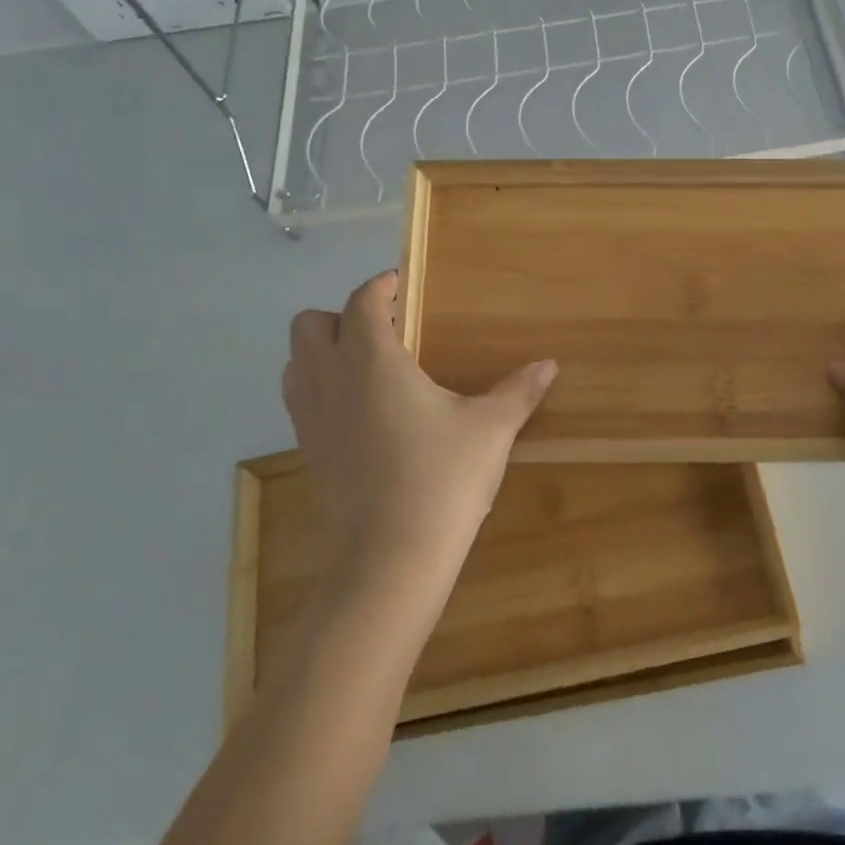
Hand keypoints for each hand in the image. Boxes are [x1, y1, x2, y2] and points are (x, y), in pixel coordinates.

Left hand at [282, 270, 557, 588]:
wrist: (391, 560)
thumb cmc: (443, 480)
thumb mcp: (490, 429)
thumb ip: (518, 391)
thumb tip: (549, 364)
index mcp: (372, 362)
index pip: (362, 303)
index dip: (380, 286)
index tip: (401, 284)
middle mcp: (331, 381)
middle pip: (309, 324)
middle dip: (341, 315)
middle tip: (385, 330)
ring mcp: (312, 419)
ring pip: (295, 361)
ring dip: (322, 350)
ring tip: (367, 366)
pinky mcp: (308, 452)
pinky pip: (299, 399)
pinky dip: (318, 386)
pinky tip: (358, 409)